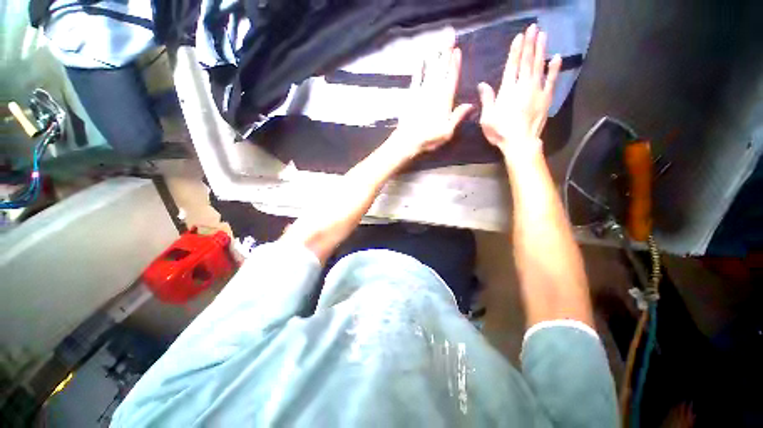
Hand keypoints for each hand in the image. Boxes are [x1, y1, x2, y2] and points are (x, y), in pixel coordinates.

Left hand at [390, 39, 472, 157]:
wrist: (408, 140)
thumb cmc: (429, 138)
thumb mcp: (447, 131)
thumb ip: (458, 116)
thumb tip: (471, 104)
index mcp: (444, 100)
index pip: (451, 77)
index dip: (454, 64)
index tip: (457, 50)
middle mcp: (434, 92)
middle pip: (441, 69)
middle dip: (446, 51)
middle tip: (449, 35)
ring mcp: (421, 92)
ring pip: (430, 70)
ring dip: (434, 56)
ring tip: (438, 43)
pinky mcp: (411, 95)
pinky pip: (416, 78)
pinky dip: (419, 69)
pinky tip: (421, 60)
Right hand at [477, 24, 560, 164]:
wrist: (520, 142)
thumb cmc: (500, 132)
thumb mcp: (487, 118)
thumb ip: (487, 100)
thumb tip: (482, 84)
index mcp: (507, 91)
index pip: (511, 67)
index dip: (515, 51)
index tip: (519, 37)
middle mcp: (523, 87)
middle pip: (526, 62)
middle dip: (529, 44)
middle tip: (533, 27)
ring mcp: (536, 91)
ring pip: (539, 66)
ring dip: (541, 50)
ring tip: (543, 35)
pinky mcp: (546, 98)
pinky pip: (551, 80)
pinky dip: (554, 69)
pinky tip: (556, 57)